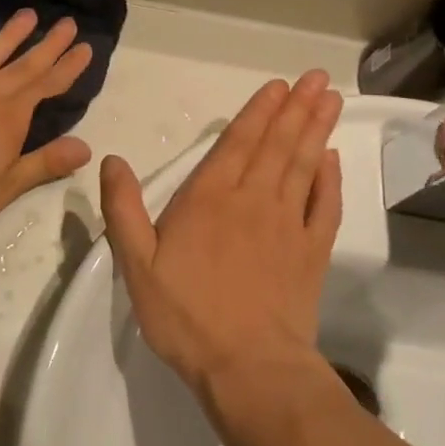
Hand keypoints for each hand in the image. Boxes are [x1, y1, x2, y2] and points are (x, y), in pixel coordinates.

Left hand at [0, 9, 93, 250]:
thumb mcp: (4, 190)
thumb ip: (44, 164)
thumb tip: (86, 147)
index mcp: (7, 118)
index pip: (46, 86)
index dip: (68, 67)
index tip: (85, 47)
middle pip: (21, 65)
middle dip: (47, 45)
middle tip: (67, 23)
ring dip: (7, 36)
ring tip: (26, 15)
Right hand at [99, 71, 343, 400]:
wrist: (249, 367)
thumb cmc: (186, 315)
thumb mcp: (136, 264)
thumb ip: (123, 209)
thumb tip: (111, 159)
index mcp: (210, 198)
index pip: (238, 142)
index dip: (258, 111)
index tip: (279, 86)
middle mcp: (253, 200)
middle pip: (277, 144)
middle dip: (296, 108)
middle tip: (316, 78)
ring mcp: (289, 225)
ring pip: (304, 165)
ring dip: (316, 129)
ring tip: (330, 99)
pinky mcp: (313, 252)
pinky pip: (326, 206)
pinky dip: (331, 179)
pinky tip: (333, 158)